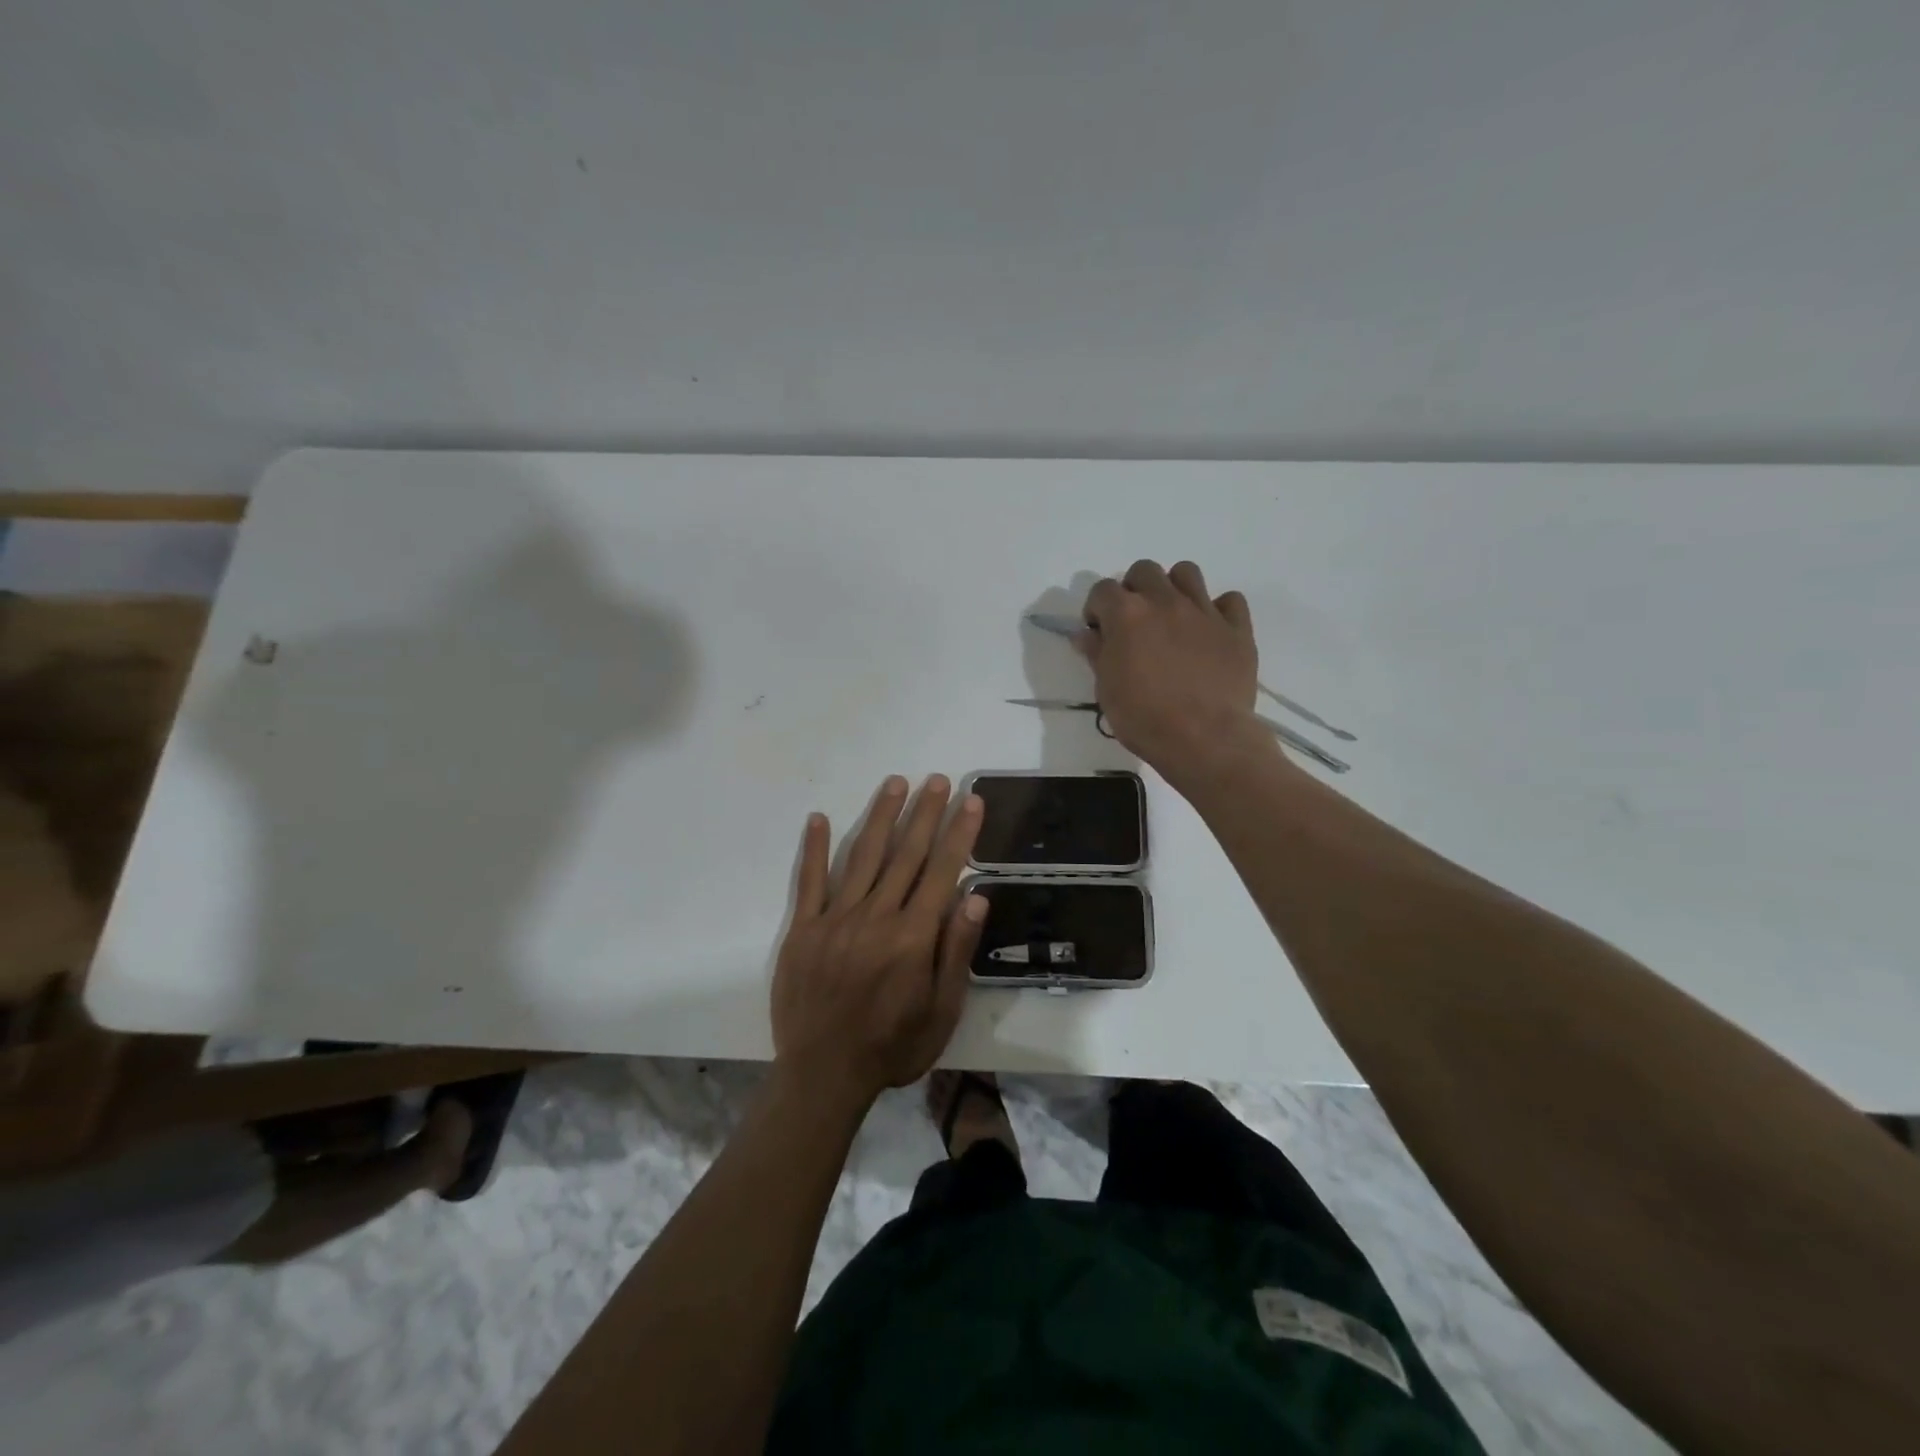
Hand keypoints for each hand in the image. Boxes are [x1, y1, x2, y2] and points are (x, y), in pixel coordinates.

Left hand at [771, 775, 986, 1109]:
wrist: (823, 1075)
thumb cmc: (892, 1047)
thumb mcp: (941, 1011)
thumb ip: (956, 950)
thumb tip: (976, 895)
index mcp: (912, 937)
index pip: (942, 871)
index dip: (958, 833)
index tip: (970, 800)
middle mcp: (875, 917)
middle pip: (905, 854)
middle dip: (924, 813)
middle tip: (936, 779)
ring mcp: (835, 919)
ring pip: (863, 857)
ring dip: (880, 817)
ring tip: (895, 784)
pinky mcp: (803, 929)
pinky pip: (810, 881)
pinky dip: (816, 848)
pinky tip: (820, 818)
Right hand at [1079, 559, 1263, 777]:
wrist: (1204, 739)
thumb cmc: (1144, 718)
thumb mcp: (1106, 690)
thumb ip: (1096, 654)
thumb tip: (1085, 635)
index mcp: (1127, 614)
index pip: (1102, 589)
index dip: (1097, 609)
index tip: (1099, 632)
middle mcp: (1165, 601)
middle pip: (1144, 571)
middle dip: (1134, 590)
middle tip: (1134, 622)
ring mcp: (1204, 611)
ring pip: (1187, 573)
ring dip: (1174, 588)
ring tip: (1171, 618)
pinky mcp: (1237, 628)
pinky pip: (1230, 601)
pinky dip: (1218, 610)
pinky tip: (1210, 632)